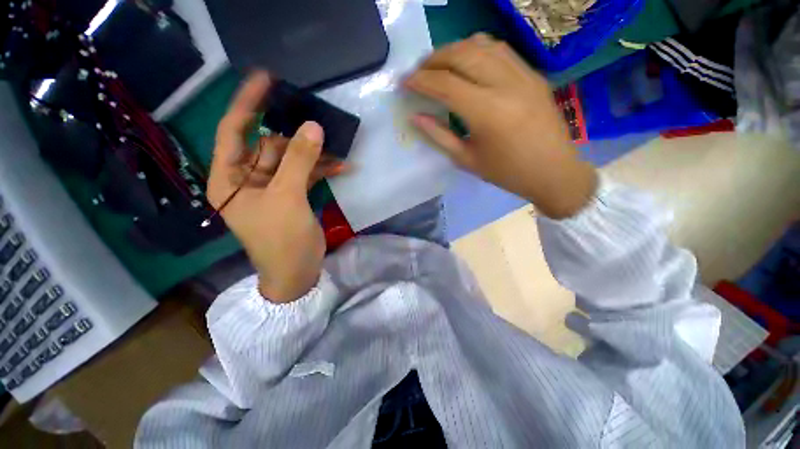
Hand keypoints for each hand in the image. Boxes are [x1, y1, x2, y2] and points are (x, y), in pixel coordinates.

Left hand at [208, 72, 345, 302]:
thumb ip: (299, 161)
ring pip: (292, 158)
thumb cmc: (281, 240)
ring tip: (336, 142)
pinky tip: (343, 166)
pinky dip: (323, 169)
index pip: (234, 131)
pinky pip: (306, 174)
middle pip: (269, 144)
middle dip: (292, 131)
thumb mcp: (287, 197)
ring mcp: (273, 187)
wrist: (297, 272)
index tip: (266, 80)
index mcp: (230, 178)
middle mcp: (248, 179)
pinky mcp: (293, 195)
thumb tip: (313, 126)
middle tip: (314, 114)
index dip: (248, 104)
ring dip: (314, 152)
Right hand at [405, 34, 597, 218]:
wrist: (552, 171)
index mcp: (487, 112)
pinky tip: (468, 63)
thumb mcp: (466, 159)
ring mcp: (523, 74)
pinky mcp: (533, 74)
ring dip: (454, 50)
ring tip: (440, 65)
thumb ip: (439, 135)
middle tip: (419, 72)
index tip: (404, 82)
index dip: (420, 80)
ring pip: (481, 44)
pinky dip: (477, 50)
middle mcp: (505, 84)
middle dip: (433, 59)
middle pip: (461, 54)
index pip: (445, 84)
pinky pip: (500, 50)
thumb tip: (415, 117)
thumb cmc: (506, 173)